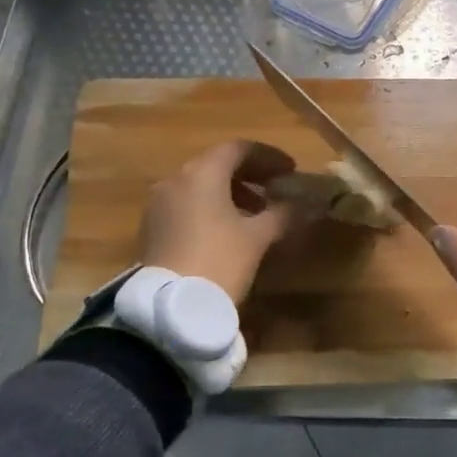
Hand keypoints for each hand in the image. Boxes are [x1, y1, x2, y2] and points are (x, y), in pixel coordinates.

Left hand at [137, 140, 301, 303]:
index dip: (268, 156)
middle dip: (250, 174)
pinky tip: (229, 230)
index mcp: (202, 173)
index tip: (290, 170)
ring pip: (200, 186)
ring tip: (257, 213)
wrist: (170, 307)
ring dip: (230, 192)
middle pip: (216, 164)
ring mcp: (159, 204)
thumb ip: (282, 214)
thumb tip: (303, 204)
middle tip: (276, 188)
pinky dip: (211, 207)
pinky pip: (187, 205)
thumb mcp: (258, 237)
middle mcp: (176, 180)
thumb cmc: (219, 261)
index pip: (238, 149)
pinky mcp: (152, 228)